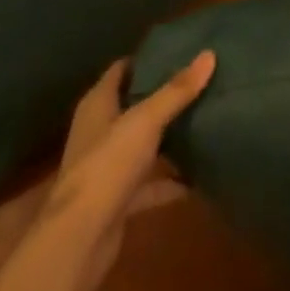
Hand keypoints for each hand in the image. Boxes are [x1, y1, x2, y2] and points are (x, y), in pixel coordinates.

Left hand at [38, 52, 215, 290]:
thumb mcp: (146, 121)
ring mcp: (108, 167)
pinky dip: (170, 181)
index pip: (121, 70)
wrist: (80, 239)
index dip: (147, 60)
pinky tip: (199, 177)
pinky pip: (149, 183)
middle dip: (163, 97)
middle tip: (199, 84)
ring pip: (142, 145)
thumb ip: (177, 91)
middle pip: (134, 105)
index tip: (179, 51)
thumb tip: (209, 55)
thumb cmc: (107, 164)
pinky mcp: (118, 200)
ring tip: (204, 122)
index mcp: (98, 103)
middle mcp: (100, 130)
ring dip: (167, 139)